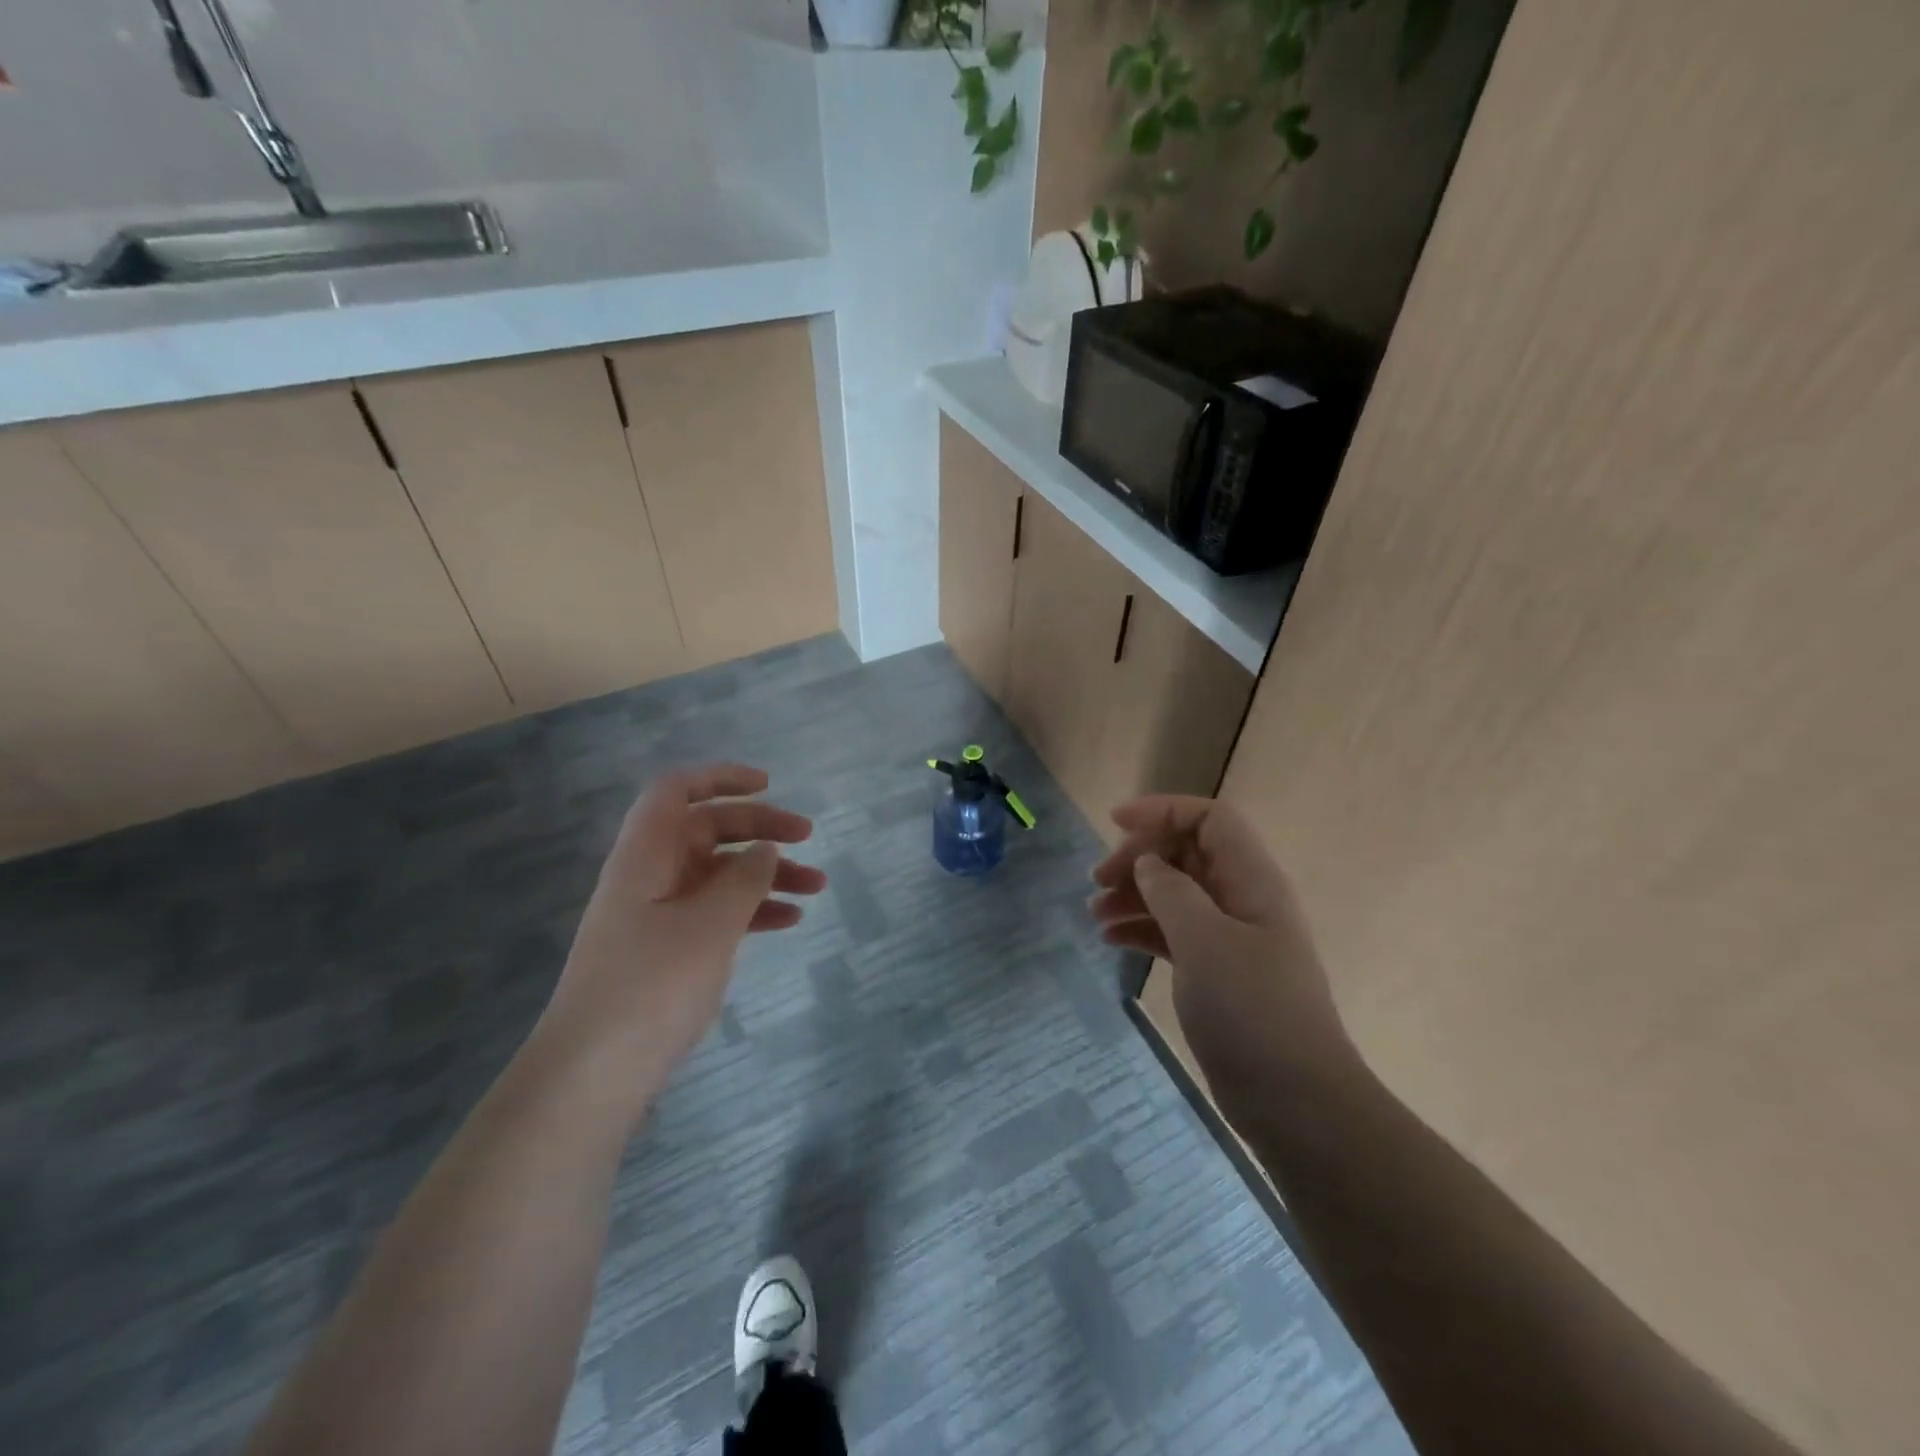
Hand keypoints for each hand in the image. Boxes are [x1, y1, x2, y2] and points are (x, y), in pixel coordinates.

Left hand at [541, 764, 825, 1109]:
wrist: (593, 1074)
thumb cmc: (652, 985)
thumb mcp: (710, 925)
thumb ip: (744, 878)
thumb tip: (766, 849)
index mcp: (646, 856)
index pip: (676, 791)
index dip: (720, 777)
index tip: (768, 785)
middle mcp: (649, 876)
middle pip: (707, 830)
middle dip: (760, 828)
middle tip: (809, 838)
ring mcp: (657, 915)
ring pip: (718, 874)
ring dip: (766, 874)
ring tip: (817, 887)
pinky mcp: (667, 950)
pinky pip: (716, 913)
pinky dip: (752, 910)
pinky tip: (788, 921)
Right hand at [1089, 795, 1358, 1120]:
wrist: (1294, 1101)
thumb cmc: (1252, 1010)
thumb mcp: (1204, 941)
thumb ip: (1171, 891)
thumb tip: (1148, 864)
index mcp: (1252, 880)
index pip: (1209, 820)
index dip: (1163, 810)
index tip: (1115, 823)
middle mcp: (1243, 899)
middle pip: (1186, 854)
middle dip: (1139, 857)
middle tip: (1097, 880)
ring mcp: (1230, 937)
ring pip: (1175, 894)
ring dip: (1134, 895)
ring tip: (1094, 914)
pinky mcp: (1216, 972)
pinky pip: (1173, 932)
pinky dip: (1142, 929)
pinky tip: (1111, 940)